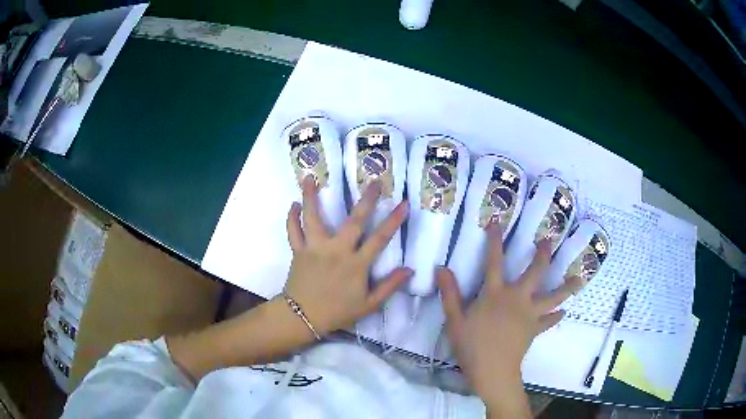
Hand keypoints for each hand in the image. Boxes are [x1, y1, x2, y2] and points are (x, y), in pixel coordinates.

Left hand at [283, 176, 412, 336]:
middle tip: (374, 181)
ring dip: (311, 197)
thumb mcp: (368, 305)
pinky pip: (293, 231)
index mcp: (356, 264)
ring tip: (310, 177)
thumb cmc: (337, 312)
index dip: (394, 221)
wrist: (303, 317)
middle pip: (353, 221)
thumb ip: (389, 286)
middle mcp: (336, 251)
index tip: (404, 203)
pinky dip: (292, 218)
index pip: (380, 239)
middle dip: (366, 200)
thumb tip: (409, 270)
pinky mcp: (298, 251)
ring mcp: (315, 248)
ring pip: (313, 218)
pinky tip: (293, 204)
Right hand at [437, 224, 581, 415]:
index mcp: (495, 294)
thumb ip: (449, 293)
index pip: (493, 262)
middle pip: (535, 272)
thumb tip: (441, 269)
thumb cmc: (471, 346)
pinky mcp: (535, 329)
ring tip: (578, 278)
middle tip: (549, 240)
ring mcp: (530, 313)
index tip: (497, 222)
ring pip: (553, 296)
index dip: (495, 241)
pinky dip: (556, 316)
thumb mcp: (454, 320)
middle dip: (543, 254)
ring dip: (566, 286)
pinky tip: (563, 312)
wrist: (492, 371)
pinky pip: (549, 320)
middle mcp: (517, 298)